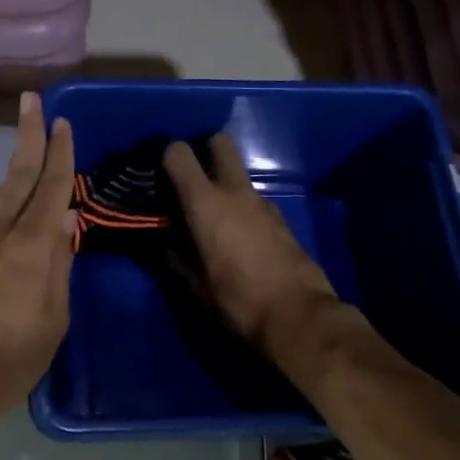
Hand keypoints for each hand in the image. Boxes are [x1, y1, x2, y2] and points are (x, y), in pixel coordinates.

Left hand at [0, 92, 75, 433]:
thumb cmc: (4, 364)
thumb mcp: (51, 324)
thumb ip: (60, 267)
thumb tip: (67, 219)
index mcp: (28, 250)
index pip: (50, 190)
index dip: (59, 154)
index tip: (63, 122)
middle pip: (17, 176)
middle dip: (28, 136)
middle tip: (31, 100)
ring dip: (16, 167)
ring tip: (29, 148)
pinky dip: (2, 198)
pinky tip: (7, 200)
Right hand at [163, 134, 341, 361]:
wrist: (300, 316)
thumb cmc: (239, 300)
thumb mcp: (197, 285)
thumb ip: (179, 256)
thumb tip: (168, 243)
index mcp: (206, 203)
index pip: (179, 154)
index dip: (167, 157)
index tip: (160, 174)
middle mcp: (235, 192)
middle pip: (220, 143)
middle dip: (205, 150)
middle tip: (192, 177)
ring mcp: (263, 202)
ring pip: (239, 175)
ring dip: (224, 185)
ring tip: (213, 216)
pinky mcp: (282, 218)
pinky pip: (254, 200)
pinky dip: (242, 208)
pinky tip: (239, 236)